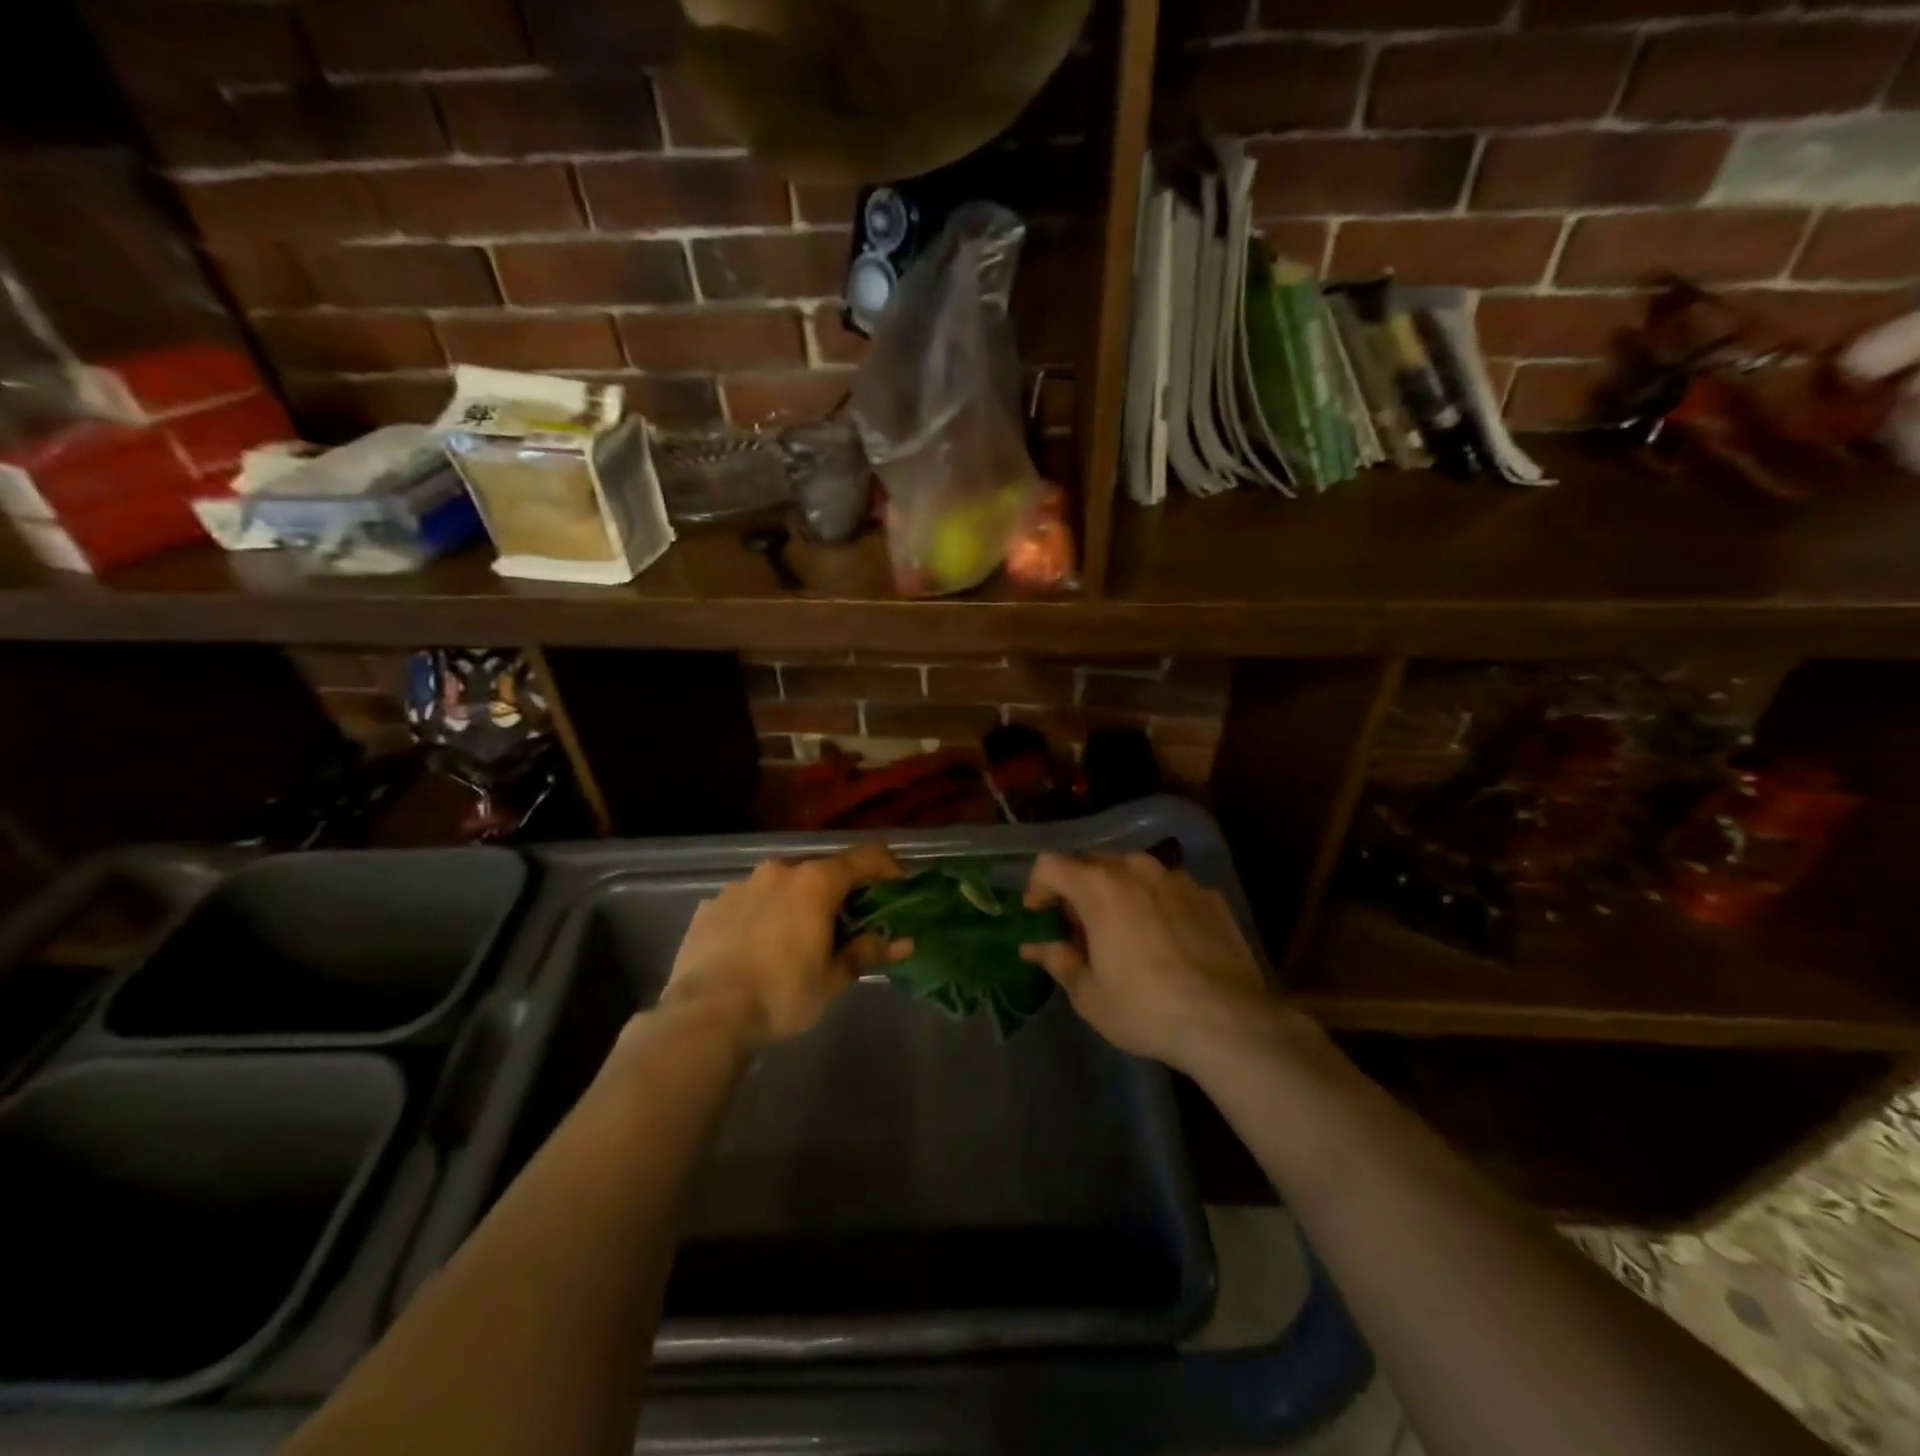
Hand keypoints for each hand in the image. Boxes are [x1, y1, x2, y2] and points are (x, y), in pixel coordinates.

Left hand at [660, 843, 909, 1048]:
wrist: (703, 1017)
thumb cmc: (781, 995)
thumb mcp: (833, 979)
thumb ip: (868, 952)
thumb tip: (904, 942)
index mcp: (816, 881)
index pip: (865, 858)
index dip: (888, 868)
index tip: (898, 889)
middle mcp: (779, 871)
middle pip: (822, 871)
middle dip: (838, 892)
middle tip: (846, 925)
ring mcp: (740, 885)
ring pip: (781, 885)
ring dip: (797, 903)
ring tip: (797, 938)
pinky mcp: (710, 906)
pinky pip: (748, 902)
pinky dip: (761, 916)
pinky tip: (757, 947)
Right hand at [1020, 851, 1275, 1072]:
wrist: (1229, 1022)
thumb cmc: (1145, 1008)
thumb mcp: (1089, 994)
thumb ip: (1057, 960)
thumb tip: (1035, 946)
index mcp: (1099, 886)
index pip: (1050, 864)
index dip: (1037, 888)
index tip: (1039, 917)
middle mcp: (1137, 869)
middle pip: (1093, 863)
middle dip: (1078, 891)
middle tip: (1079, 930)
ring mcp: (1178, 879)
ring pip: (1134, 873)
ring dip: (1119, 894)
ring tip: (1124, 933)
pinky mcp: (1210, 896)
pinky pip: (1170, 890)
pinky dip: (1157, 906)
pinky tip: (1166, 942)